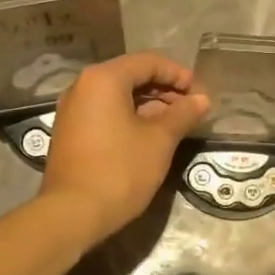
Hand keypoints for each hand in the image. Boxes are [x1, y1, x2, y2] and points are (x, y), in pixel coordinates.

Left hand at [39, 52, 208, 242]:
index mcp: (104, 79)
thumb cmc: (120, 170)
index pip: (149, 62)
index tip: (200, 94)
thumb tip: (202, 100)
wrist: (72, 213)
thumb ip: (183, 114)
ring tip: (176, 125)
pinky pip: (105, 113)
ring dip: (150, 106)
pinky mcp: (71, 132)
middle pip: (132, 76)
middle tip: (192, 110)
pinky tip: (150, 137)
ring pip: (118, 96)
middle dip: (165, 90)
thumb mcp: (159, 141)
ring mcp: (73, 110)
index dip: (179, 74)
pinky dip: (130, 118)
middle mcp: (83, 86)